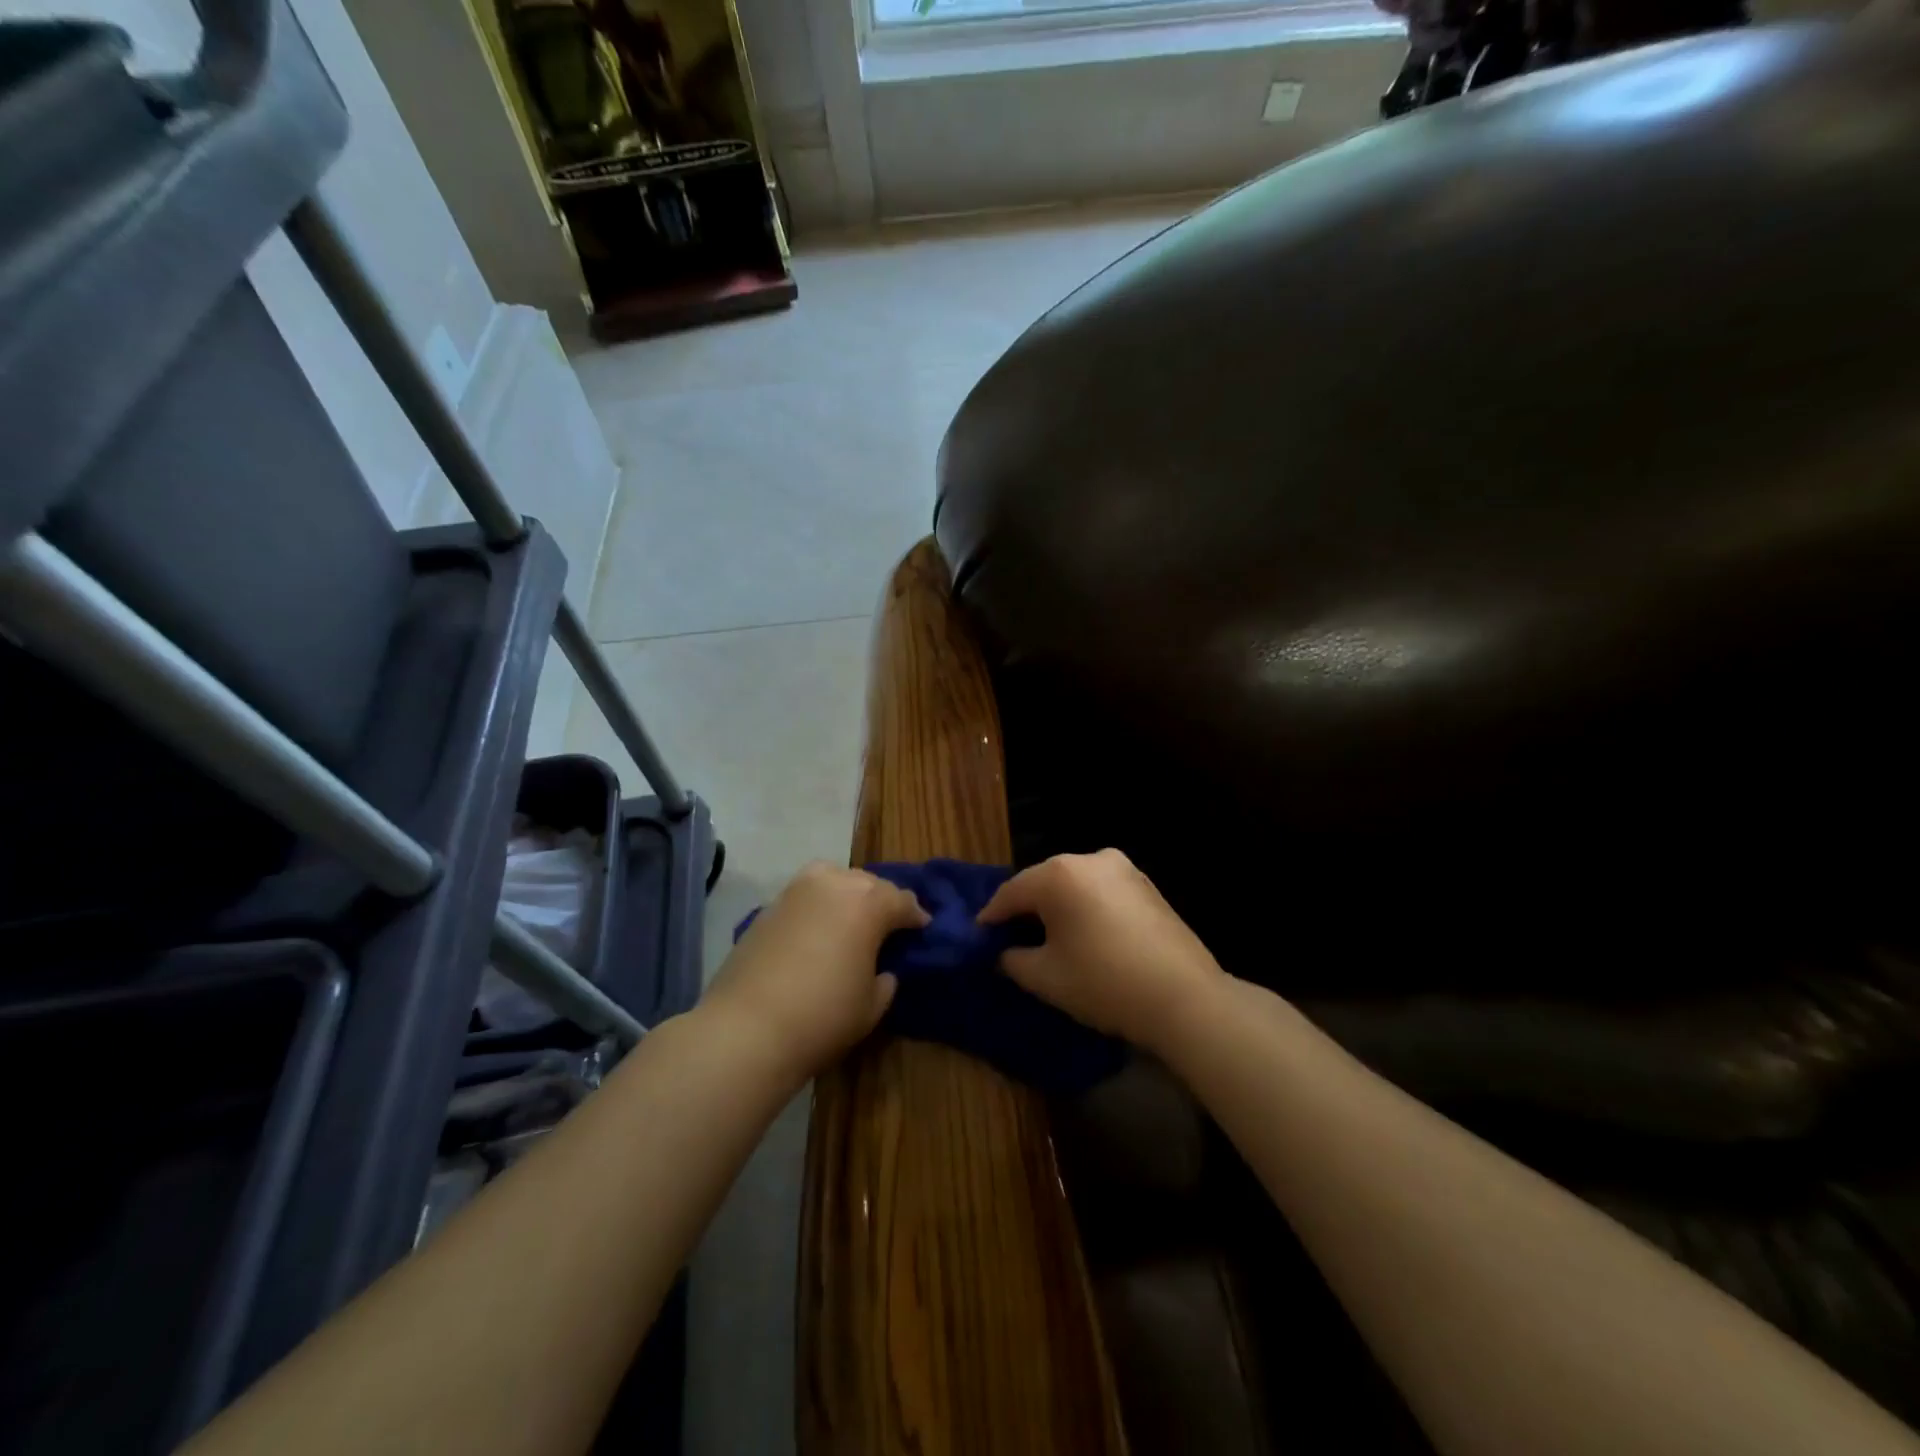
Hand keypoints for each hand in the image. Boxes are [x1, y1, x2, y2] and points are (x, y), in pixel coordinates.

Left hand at [702, 862, 927, 1084]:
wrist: (746, 1029)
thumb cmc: (823, 1017)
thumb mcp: (871, 1006)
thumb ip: (885, 981)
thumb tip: (882, 971)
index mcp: (868, 903)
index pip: (902, 901)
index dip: (916, 915)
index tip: (923, 927)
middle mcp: (834, 884)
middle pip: (869, 883)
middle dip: (883, 901)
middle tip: (889, 924)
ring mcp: (797, 891)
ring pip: (834, 879)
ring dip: (849, 894)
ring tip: (852, 919)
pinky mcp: (769, 906)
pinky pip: (806, 895)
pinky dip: (819, 905)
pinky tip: (819, 930)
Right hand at [978, 849, 1226, 1053]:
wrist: (1184, 997)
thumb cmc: (1104, 983)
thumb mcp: (1045, 978)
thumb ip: (1012, 959)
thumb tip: (1004, 952)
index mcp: (1059, 874)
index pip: (1011, 892)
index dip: (991, 915)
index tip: (979, 935)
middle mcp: (1090, 859)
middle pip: (1043, 881)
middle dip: (1026, 907)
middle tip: (1010, 936)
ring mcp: (1123, 868)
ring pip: (1074, 884)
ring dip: (1058, 906)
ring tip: (1048, 937)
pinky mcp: (1146, 884)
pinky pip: (1101, 891)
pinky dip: (1086, 907)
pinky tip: (1086, 935)